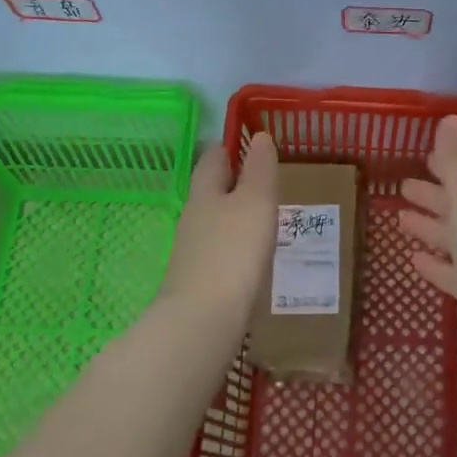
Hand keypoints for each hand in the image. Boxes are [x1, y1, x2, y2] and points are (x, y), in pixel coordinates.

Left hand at [158, 132, 278, 323]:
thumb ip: (260, 169)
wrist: (202, 321)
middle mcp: (193, 217)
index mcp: (205, 192)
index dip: (230, 148)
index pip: (213, 158)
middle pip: (210, 191)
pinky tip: (252, 258)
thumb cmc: (233, 251)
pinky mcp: (199, 281)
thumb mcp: (255, 202)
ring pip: (214, 222)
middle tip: (264, 183)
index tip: (250, 145)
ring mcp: (192, 251)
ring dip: (235, 217)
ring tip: (263, 219)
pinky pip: (219, 252)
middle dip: (233, 184)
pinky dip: (234, 247)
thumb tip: (259, 136)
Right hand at [399, 115, 456, 356]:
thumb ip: (456, 160)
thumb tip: (450, 118)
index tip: (421, 157)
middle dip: (432, 196)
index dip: (444, 166)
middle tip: (401, 187)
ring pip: (453, 239)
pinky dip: (435, 265)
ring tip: (400, 220)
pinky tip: (413, 261)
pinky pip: (451, 273)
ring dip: (429, 228)